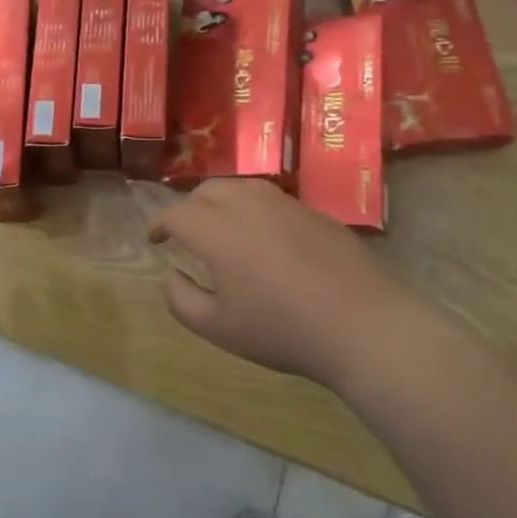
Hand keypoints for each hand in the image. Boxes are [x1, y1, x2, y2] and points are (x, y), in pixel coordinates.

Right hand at [148, 179, 410, 388]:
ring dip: (221, 200)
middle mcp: (248, 206)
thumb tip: (169, 275)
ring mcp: (285, 204)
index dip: (159, 224)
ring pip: (241, 186)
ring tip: (222, 224)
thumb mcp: (219, 328)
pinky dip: (254, 207)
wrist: (362, 325)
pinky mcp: (314, 211)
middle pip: (207, 191)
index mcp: (218, 232)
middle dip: (189, 207)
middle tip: (186, 231)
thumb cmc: (283, 331)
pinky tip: (265, 235)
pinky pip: (272, 198)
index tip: (154, 239)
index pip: (177, 214)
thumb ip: (182, 300)